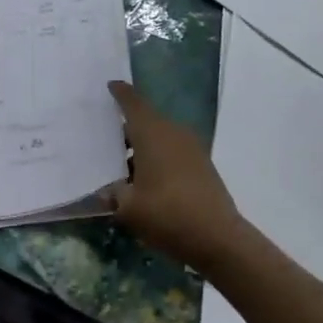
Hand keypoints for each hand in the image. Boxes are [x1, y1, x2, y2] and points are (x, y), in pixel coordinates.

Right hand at [105, 80, 249, 270]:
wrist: (217, 237)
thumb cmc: (166, 214)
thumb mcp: (129, 208)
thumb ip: (114, 194)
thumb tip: (108, 191)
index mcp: (153, 133)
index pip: (133, 103)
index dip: (121, 93)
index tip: (111, 85)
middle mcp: (173, 132)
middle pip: (147, 120)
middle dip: (127, 126)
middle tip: (104, 136)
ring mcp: (191, 148)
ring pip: (160, 137)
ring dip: (142, 145)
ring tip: (121, 163)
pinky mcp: (202, 165)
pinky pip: (172, 151)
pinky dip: (157, 157)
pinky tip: (145, 179)